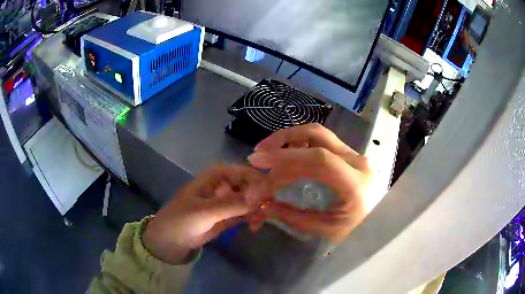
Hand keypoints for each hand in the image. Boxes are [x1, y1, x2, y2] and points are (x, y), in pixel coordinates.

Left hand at [143, 164, 266, 263]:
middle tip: (266, 212)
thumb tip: (258, 197)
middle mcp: (225, 184)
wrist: (172, 239)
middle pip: (251, 185)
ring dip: (259, 209)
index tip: (268, 195)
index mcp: (217, 175)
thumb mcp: (205, 211)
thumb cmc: (182, 219)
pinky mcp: (230, 214)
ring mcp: (228, 200)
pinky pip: (247, 212)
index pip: (244, 172)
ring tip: (258, 223)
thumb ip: (231, 204)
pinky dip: (254, 217)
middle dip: (261, 197)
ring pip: (252, 199)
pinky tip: (255, 226)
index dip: (258, 181)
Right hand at [248, 123, 371, 243]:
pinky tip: (289, 156)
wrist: (381, 225)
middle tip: (259, 152)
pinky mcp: (351, 157)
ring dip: (291, 139)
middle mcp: (358, 162)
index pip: (319, 159)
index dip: (285, 157)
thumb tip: (263, 204)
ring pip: (320, 135)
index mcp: (356, 184)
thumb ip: (293, 216)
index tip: (257, 162)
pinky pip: (323, 144)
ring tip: (269, 153)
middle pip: (318, 135)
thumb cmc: (359, 233)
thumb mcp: (327, 230)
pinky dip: (301, 145)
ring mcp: (355, 156)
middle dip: (284, 139)